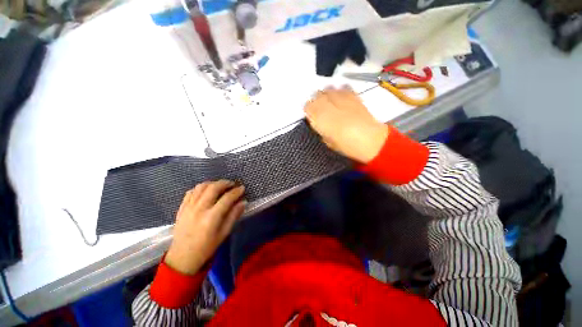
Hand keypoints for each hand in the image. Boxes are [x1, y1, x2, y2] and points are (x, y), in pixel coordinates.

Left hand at [165, 180, 245, 274]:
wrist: (183, 257)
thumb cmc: (207, 247)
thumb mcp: (224, 233)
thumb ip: (234, 215)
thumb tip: (243, 202)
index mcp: (211, 218)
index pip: (227, 198)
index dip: (236, 191)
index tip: (242, 188)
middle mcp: (199, 209)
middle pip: (213, 188)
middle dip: (225, 183)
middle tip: (232, 184)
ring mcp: (189, 207)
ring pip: (201, 187)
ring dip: (213, 183)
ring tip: (220, 186)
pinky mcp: (181, 208)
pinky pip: (191, 192)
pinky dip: (200, 188)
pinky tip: (206, 191)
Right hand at [304, 87, 388, 162]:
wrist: (369, 140)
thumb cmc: (345, 145)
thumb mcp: (327, 141)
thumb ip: (320, 129)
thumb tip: (319, 122)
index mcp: (319, 116)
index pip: (307, 106)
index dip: (308, 111)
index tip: (311, 116)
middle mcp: (328, 103)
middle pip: (316, 95)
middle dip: (316, 101)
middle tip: (319, 110)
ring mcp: (341, 98)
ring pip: (328, 89)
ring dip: (326, 95)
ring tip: (329, 103)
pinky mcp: (353, 96)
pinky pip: (342, 88)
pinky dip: (339, 92)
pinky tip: (340, 98)